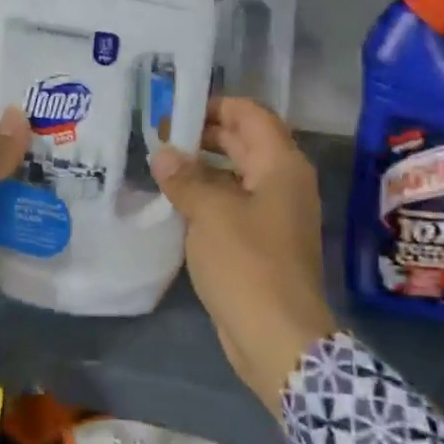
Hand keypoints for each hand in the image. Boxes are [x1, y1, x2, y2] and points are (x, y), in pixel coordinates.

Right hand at [150, 98, 337, 412]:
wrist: (278, 338)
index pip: (251, 114)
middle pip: (244, 142)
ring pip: (236, 175)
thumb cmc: (248, 264)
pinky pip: (233, 204)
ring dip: (203, 167)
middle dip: (204, 135)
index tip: (176, 109)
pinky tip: (175, 201)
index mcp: (281, 165)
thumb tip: (164, 154)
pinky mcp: (262, 241)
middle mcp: (283, 182)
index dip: (216, 105)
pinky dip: (208, 196)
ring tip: (160, 164)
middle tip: (160, 134)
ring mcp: (274, 213)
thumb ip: (186, 178)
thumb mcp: (210, 214)